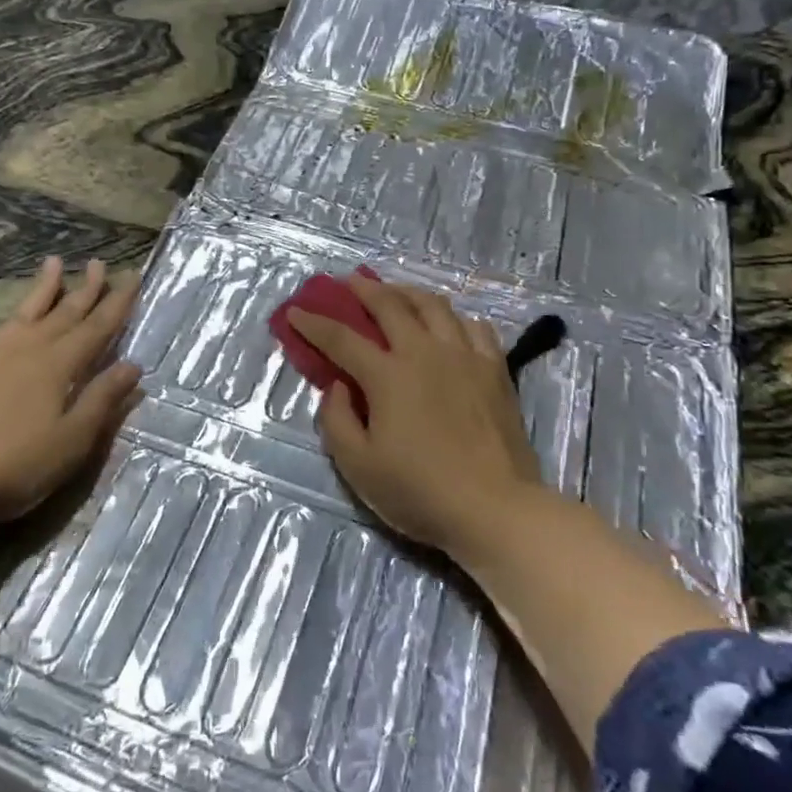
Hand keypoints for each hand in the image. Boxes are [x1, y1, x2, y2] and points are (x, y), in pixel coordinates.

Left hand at [0, 257, 142, 522]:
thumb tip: (132, 366)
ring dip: (40, 290)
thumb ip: (102, 400)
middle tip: (99, 263)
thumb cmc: (13, 468)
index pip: (96, 328)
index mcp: (57, 366)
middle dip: (85, 289)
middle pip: (62, 314)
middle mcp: (23, 350)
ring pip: (20, 314)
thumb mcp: (71, 442)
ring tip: (53, 263)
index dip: (117, 302)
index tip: (131, 276)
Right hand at [288, 278, 542, 558]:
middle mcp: (425, 352)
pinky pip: (474, 326)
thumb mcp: (359, 466)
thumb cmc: (420, 491)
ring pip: (434, 305)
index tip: (296, 312)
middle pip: (390, 305)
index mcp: (388, 375)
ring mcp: (465, 356)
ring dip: (408, 292)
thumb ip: (337, 420)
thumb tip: (338, 386)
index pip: (341, 338)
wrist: (495, 509)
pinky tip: (448, 324)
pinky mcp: (495, 369)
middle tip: (348, 282)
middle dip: (364, 289)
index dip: (314, 323)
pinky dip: (454, 318)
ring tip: (396, 292)